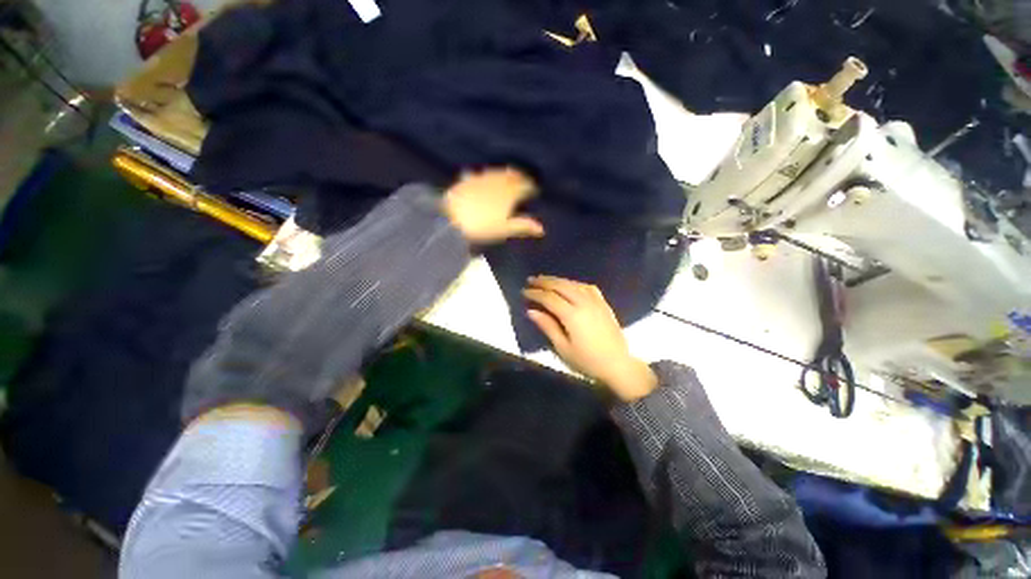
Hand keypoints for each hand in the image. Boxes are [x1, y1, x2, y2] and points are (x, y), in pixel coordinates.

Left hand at [442, 168, 543, 243]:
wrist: (451, 219)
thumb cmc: (482, 226)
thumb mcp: (505, 228)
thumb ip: (523, 226)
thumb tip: (542, 228)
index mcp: (509, 193)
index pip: (524, 186)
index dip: (531, 187)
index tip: (535, 190)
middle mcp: (497, 182)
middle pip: (512, 176)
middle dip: (520, 177)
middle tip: (524, 181)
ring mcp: (481, 179)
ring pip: (497, 172)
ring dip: (505, 173)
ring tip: (510, 175)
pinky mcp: (468, 180)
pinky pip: (481, 173)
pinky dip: (487, 175)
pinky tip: (484, 176)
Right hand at [523, 276, 657, 401]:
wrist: (617, 365)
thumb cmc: (587, 361)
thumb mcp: (563, 348)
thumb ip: (547, 327)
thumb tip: (531, 311)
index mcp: (572, 315)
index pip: (549, 298)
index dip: (535, 293)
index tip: (524, 291)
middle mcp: (584, 303)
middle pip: (561, 286)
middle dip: (544, 282)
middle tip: (531, 280)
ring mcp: (595, 301)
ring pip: (573, 284)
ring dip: (558, 280)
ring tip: (545, 279)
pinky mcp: (603, 304)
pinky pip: (587, 287)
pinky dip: (575, 283)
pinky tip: (569, 285)